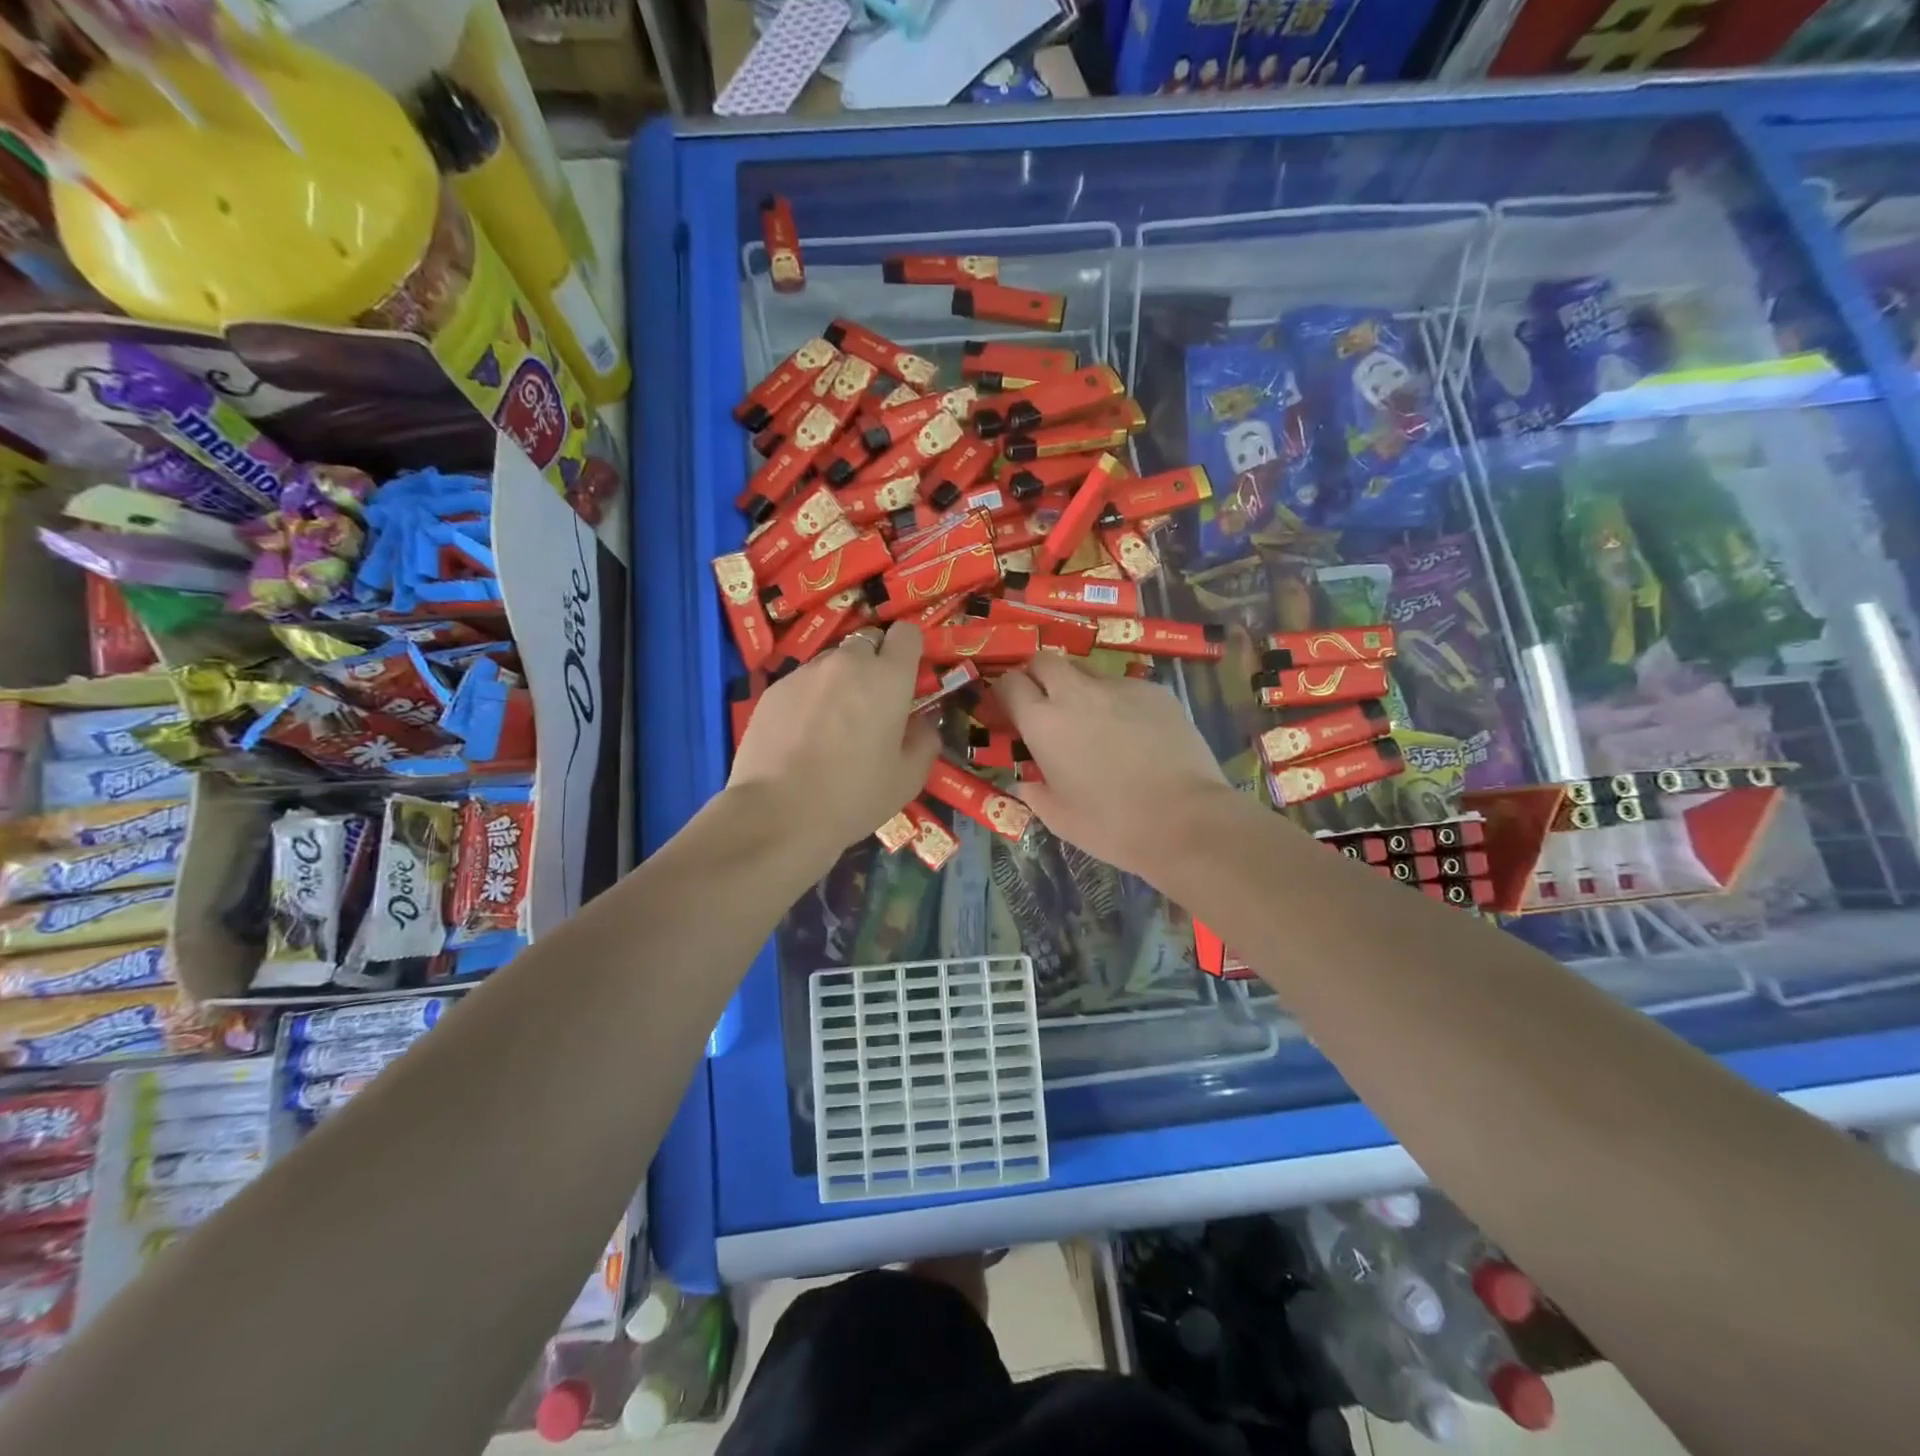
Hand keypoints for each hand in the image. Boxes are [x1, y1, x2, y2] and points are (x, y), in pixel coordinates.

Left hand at [728, 622, 939, 855]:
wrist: (778, 814)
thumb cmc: (853, 797)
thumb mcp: (908, 779)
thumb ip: (924, 740)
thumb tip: (921, 722)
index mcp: (888, 678)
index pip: (906, 633)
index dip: (908, 651)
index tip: (906, 677)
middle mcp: (847, 663)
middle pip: (866, 643)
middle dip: (873, 666)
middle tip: (870, 707)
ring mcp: (806, 673)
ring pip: (832, 663)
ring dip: (839, 682)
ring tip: (831, 725)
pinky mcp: (774, 689)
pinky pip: (802, 682)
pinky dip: (809, 698)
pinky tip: (801, 736)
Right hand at [995, 653, 1244, 882]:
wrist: (1184, 820)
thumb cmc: (1111, 825)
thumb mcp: (1059, 818)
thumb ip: (1035, 793)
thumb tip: (1026, 781)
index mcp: (1044, 723)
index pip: (1009, 684)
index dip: (1006, 693)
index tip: (1010, 711)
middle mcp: (1076, 693)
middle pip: (1045, 660)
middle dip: (1039, 675)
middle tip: (1047, 704)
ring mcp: (1119, 687)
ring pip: (1087, 670)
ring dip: (1079, 687)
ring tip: (1094, 720)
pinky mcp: (1155, 691)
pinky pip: (1125, 686)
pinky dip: (1119, 702)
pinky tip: (1135, 732)